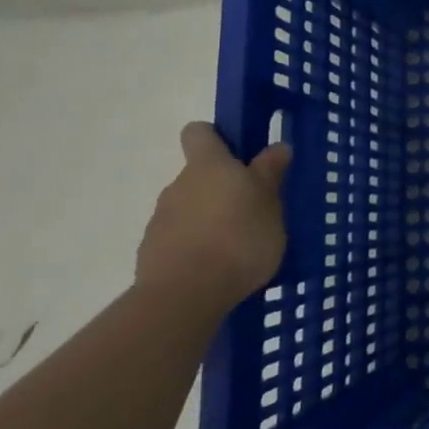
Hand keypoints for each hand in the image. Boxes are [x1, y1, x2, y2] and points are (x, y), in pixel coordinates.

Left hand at [136, 123, 291, 316]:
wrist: (185, 295)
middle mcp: (178, 185)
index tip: (240, 154)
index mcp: (208, 166)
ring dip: (211, 219)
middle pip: (199, 175)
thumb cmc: (238, 238)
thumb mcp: (270, 202)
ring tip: (239, 246)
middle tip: (254, 210)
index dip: (217, 138)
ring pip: (190, 208)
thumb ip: (270, 173)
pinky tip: (218, 268)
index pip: (200, 133)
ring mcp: (160, 220)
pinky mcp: (152, 253)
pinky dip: (197, 247)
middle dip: (223, 188)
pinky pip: (180, 239)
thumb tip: (277, 146)